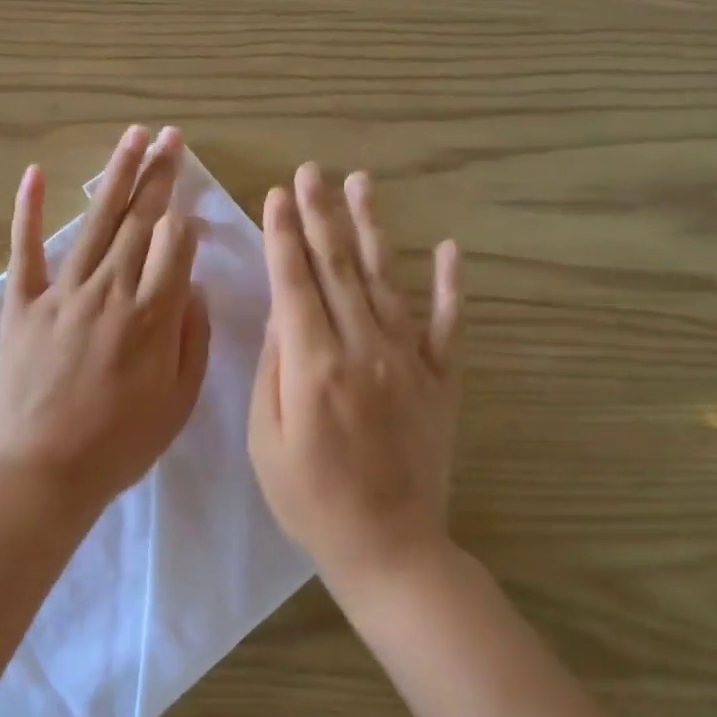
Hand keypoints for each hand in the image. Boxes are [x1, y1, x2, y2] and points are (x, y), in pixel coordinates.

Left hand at [0, 125, 210, 517]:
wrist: (46, 468)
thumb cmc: (121, 442)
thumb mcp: (179, 400)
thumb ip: (192, 337)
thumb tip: (190, 284)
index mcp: (153, 316)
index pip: (175, 245)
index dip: (184, 220)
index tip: (188, 206)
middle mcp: (111, 291)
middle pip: (141, 221)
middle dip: (159, 175)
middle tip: (171, 137)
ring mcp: (63, 292)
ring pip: (96, 222)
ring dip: (116, 176)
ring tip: (133, 136)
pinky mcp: (23, 303)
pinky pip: (26, 250)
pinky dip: (29, 211)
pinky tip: (36, 173)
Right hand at [248, 164, 461, 597]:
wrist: (388, 545)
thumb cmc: (310, 499)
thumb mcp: (266, 438)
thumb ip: (274, 368)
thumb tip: (280, 313)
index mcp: (314, 365)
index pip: (295, 283)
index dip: (283, 236)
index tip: (276, 195)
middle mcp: (363, 348)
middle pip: (338, 267)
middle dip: (319, 215)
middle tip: (310, 171)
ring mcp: (408, 360)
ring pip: (387, 279)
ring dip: (372, 228)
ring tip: (360, 183)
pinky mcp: (440, 379)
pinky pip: (447, 323)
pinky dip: (449, 284)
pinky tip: (447, 248)